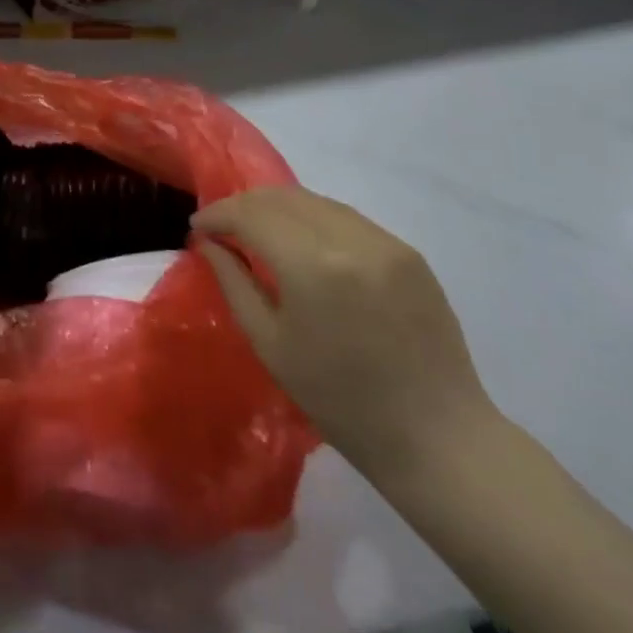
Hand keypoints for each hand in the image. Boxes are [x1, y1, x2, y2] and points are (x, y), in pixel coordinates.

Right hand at [193, 187, 494, 477]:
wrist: (435, 435)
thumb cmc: (339, 400)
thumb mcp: (270, 344)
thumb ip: (234, 283)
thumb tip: (209, 243)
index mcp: (312, 266)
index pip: (251, 214)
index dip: (218, 214)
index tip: (198, 227)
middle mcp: (350, 239)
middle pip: (283, 197)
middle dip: (244, 205)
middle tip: (222, 226)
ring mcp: (386, 242)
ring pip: (317, 201)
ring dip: (279, 208)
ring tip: (259, 231)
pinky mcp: (409, 252)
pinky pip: (348, 219)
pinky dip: (315, 220)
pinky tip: (304, 244)